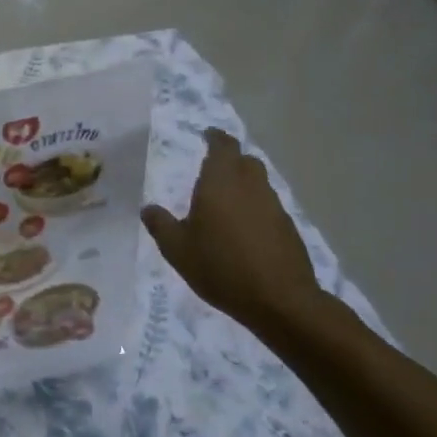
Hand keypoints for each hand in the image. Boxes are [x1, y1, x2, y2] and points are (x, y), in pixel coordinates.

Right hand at [140, 129, 321, 329]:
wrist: (280, 301)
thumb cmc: (221, 267)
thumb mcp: (177, 249)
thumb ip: (161, 224)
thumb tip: (148, 208)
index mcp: (220, 183)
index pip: (223, 146)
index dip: (215, 137)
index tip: (207, 135)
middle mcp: (250, 187)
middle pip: (245, 161)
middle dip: (230, 160)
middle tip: (212, 170)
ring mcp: (274, 207)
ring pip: (259, 184)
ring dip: (243, 185)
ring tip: (225, 204)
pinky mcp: (288, 229)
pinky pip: (268, 207)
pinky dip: (255, 209)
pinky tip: (244, 231)